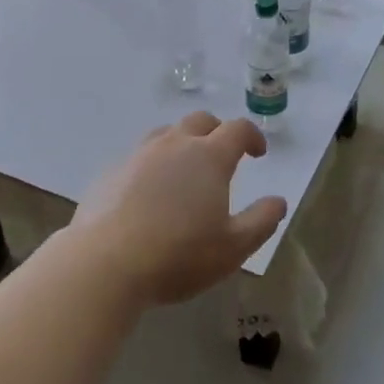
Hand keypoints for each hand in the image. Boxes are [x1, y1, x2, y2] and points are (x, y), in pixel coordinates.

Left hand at [70, 113, 288, 307]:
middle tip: (224, 155)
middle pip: (200, 121)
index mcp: (209, 156)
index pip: (237, 129)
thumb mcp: (233, 248)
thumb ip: (261, 221)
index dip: (252, 136)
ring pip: (167, 133)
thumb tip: (278, 201)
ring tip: (186, 170)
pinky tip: (150, 192)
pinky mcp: (112, 171)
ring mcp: (139, 154)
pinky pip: (140, 156)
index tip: (258, 153)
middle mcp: (174, 144)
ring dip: (183, 143)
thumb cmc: (178, 255)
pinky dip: (154, 163)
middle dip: (217, 132)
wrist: (104, 262)